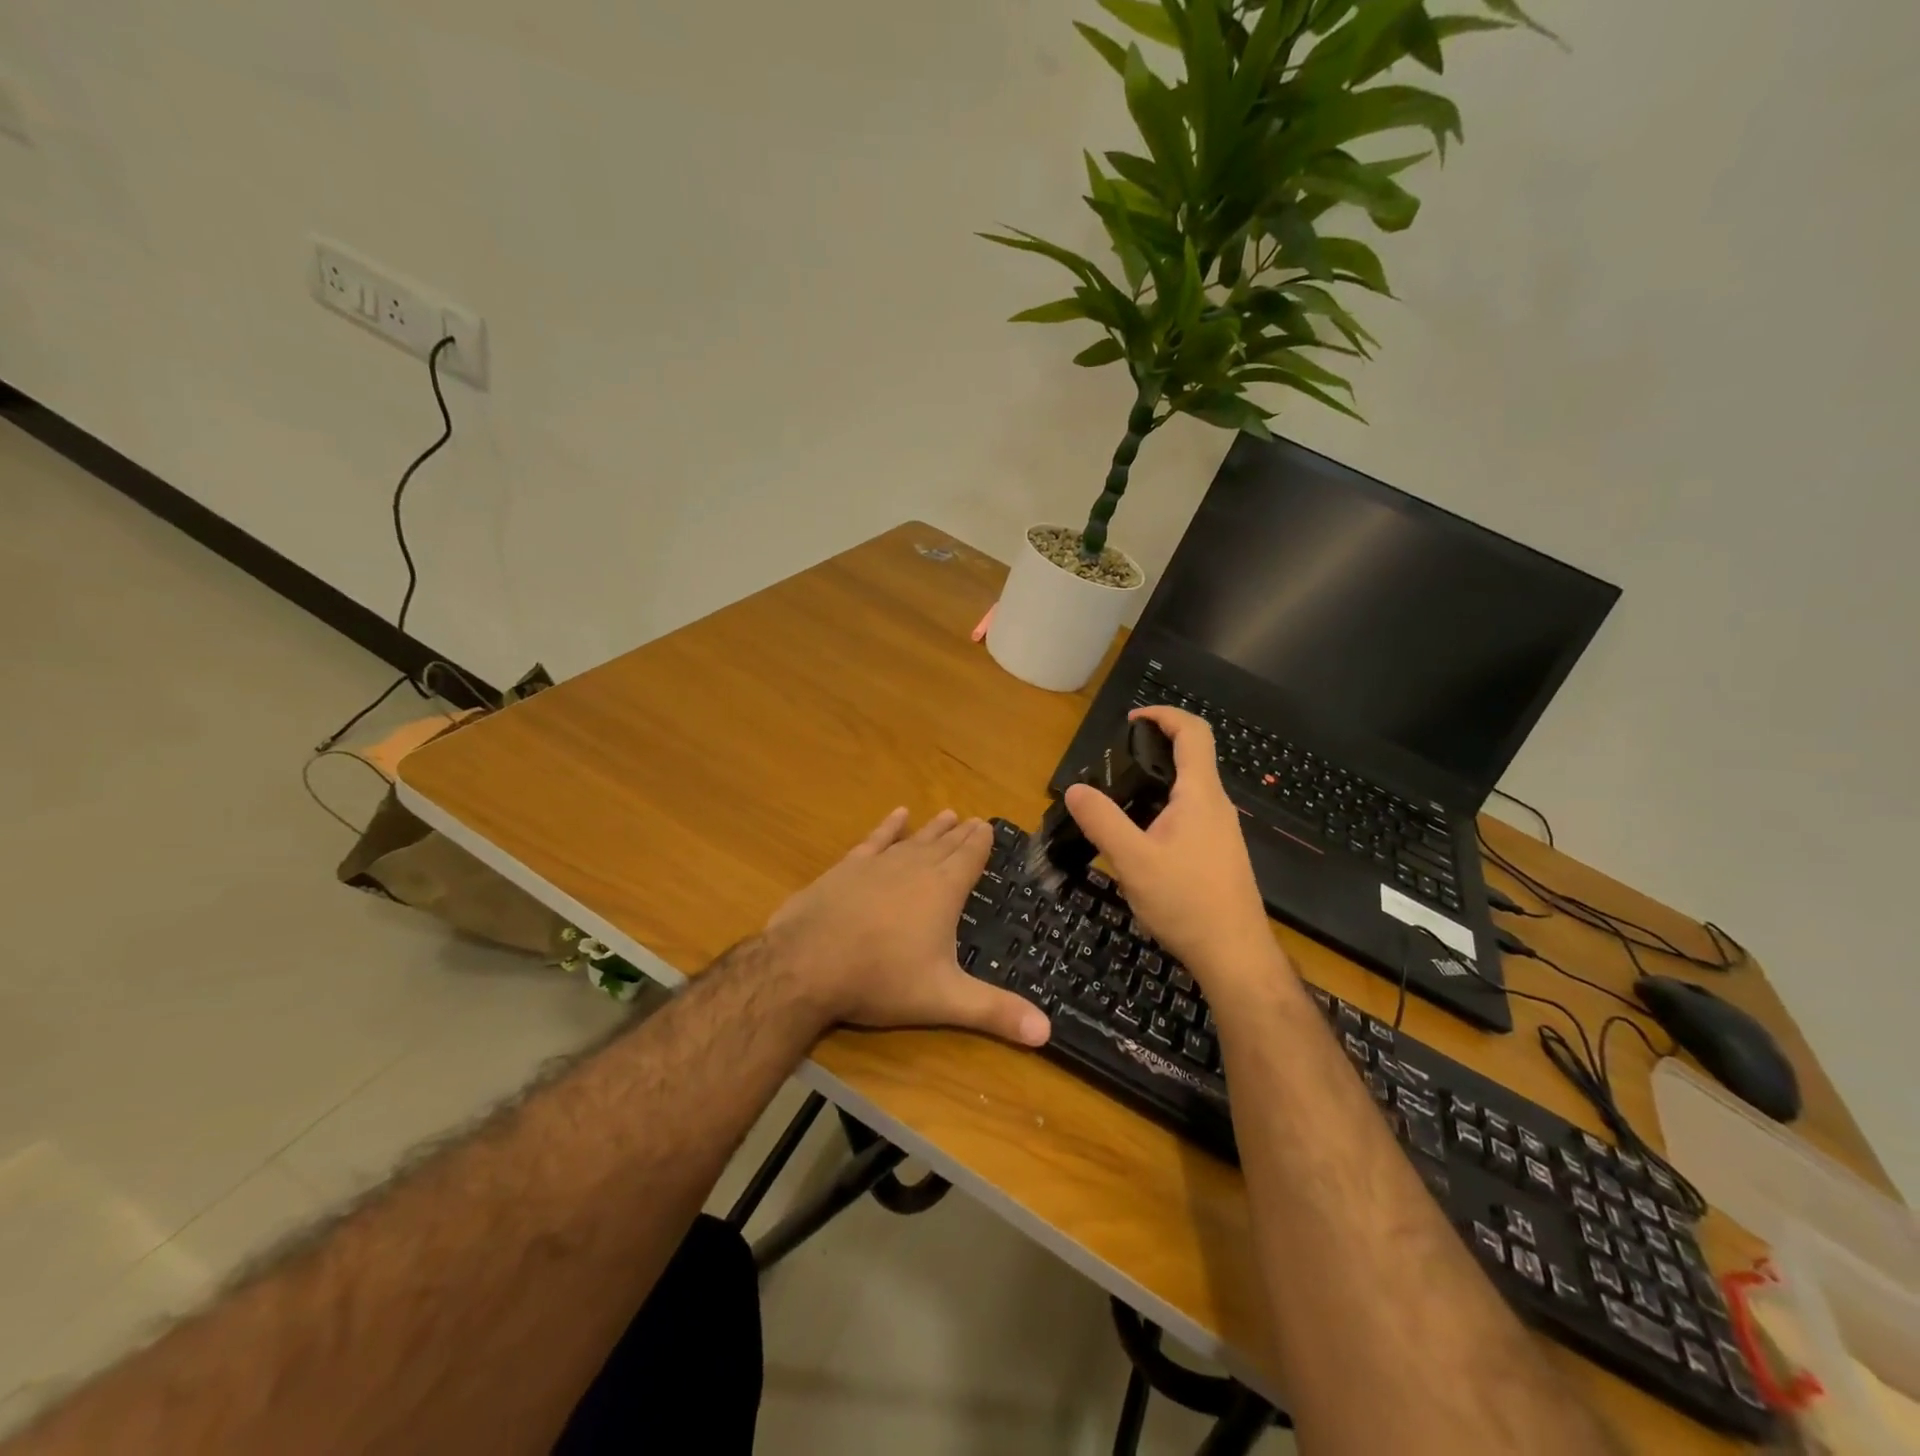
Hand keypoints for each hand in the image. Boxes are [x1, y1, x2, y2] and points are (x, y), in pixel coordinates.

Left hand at [764, 808, 1051, 1046]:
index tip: (989, 826)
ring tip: (948, 813)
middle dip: (962, 834)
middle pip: (945, 845)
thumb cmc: (882, 979)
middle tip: (975, 819)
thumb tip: (1047, 1033)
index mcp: (943, 890)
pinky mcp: (847, 868)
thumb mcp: (944, 999)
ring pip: (914, 839)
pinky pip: (875, 840)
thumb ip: (995, 1013)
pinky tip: (897, 814)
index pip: (970, 858)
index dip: (981, 843)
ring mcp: (878, 864)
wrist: (807, 963)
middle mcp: (915, 867)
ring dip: (932, 828)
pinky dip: (888, 827)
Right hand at [1064, 707, 1291, 995]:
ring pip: (1189, 790)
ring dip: (1157, 783)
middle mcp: (1216, 805)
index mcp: (1200, 795)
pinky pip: (1191, 815)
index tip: (1132, 720)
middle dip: (1154, 749)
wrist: (1234, 955)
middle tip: (1114, 763)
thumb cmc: (1186, 902)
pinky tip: (1141, 841)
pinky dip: (1164, 809)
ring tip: (1119, 801)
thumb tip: (1075, 789)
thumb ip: (1102, 821)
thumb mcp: (1133, 861)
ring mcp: (1222, 831)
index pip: (1193, 732)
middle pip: (1191, 758)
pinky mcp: (1219, 854)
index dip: (1164, 715)